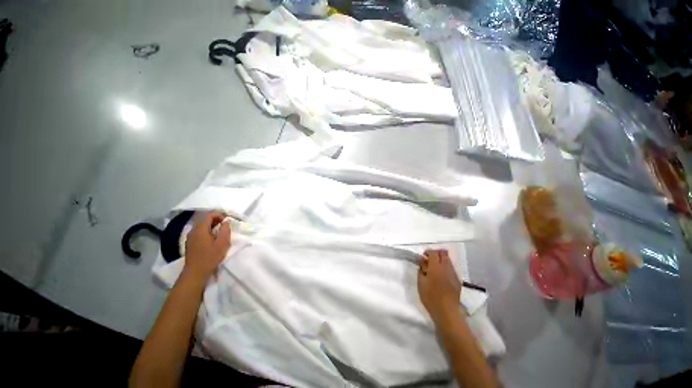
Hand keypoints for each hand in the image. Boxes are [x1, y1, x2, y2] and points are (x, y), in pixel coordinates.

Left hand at [184, 212, 230, 279]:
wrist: (195, 273)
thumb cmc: (210, 257)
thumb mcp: (223, 243)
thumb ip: (225, 230)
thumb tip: (225, 222)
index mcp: (200, 229)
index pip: (210, 214)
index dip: (220, 215)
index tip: (228, 222)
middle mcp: (193, 230)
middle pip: (205, 219)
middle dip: (217, 220)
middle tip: (226, 227)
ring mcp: (190, 237)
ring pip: (202, 226)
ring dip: (212, 226)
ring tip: (221, 234)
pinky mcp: (190, 243)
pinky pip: (200, 232)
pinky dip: (208, 232)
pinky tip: (213, 240)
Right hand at [418, 249, 461, 322]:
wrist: (447, 312)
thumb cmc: (431, 297)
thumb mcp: (421, 282)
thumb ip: (421, 269)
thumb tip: (422, 259)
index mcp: (436, 266)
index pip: (433, 252)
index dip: (427, 252)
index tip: (422, 258)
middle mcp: (446, 267)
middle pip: (443, 253)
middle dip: (436, 253)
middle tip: (429, 260)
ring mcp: (453, 273)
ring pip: (448, 260)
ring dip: (441, 260)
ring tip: (434, 269)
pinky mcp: (457, 281)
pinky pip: (451, 268)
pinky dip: (445, 268)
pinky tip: (440, 277)